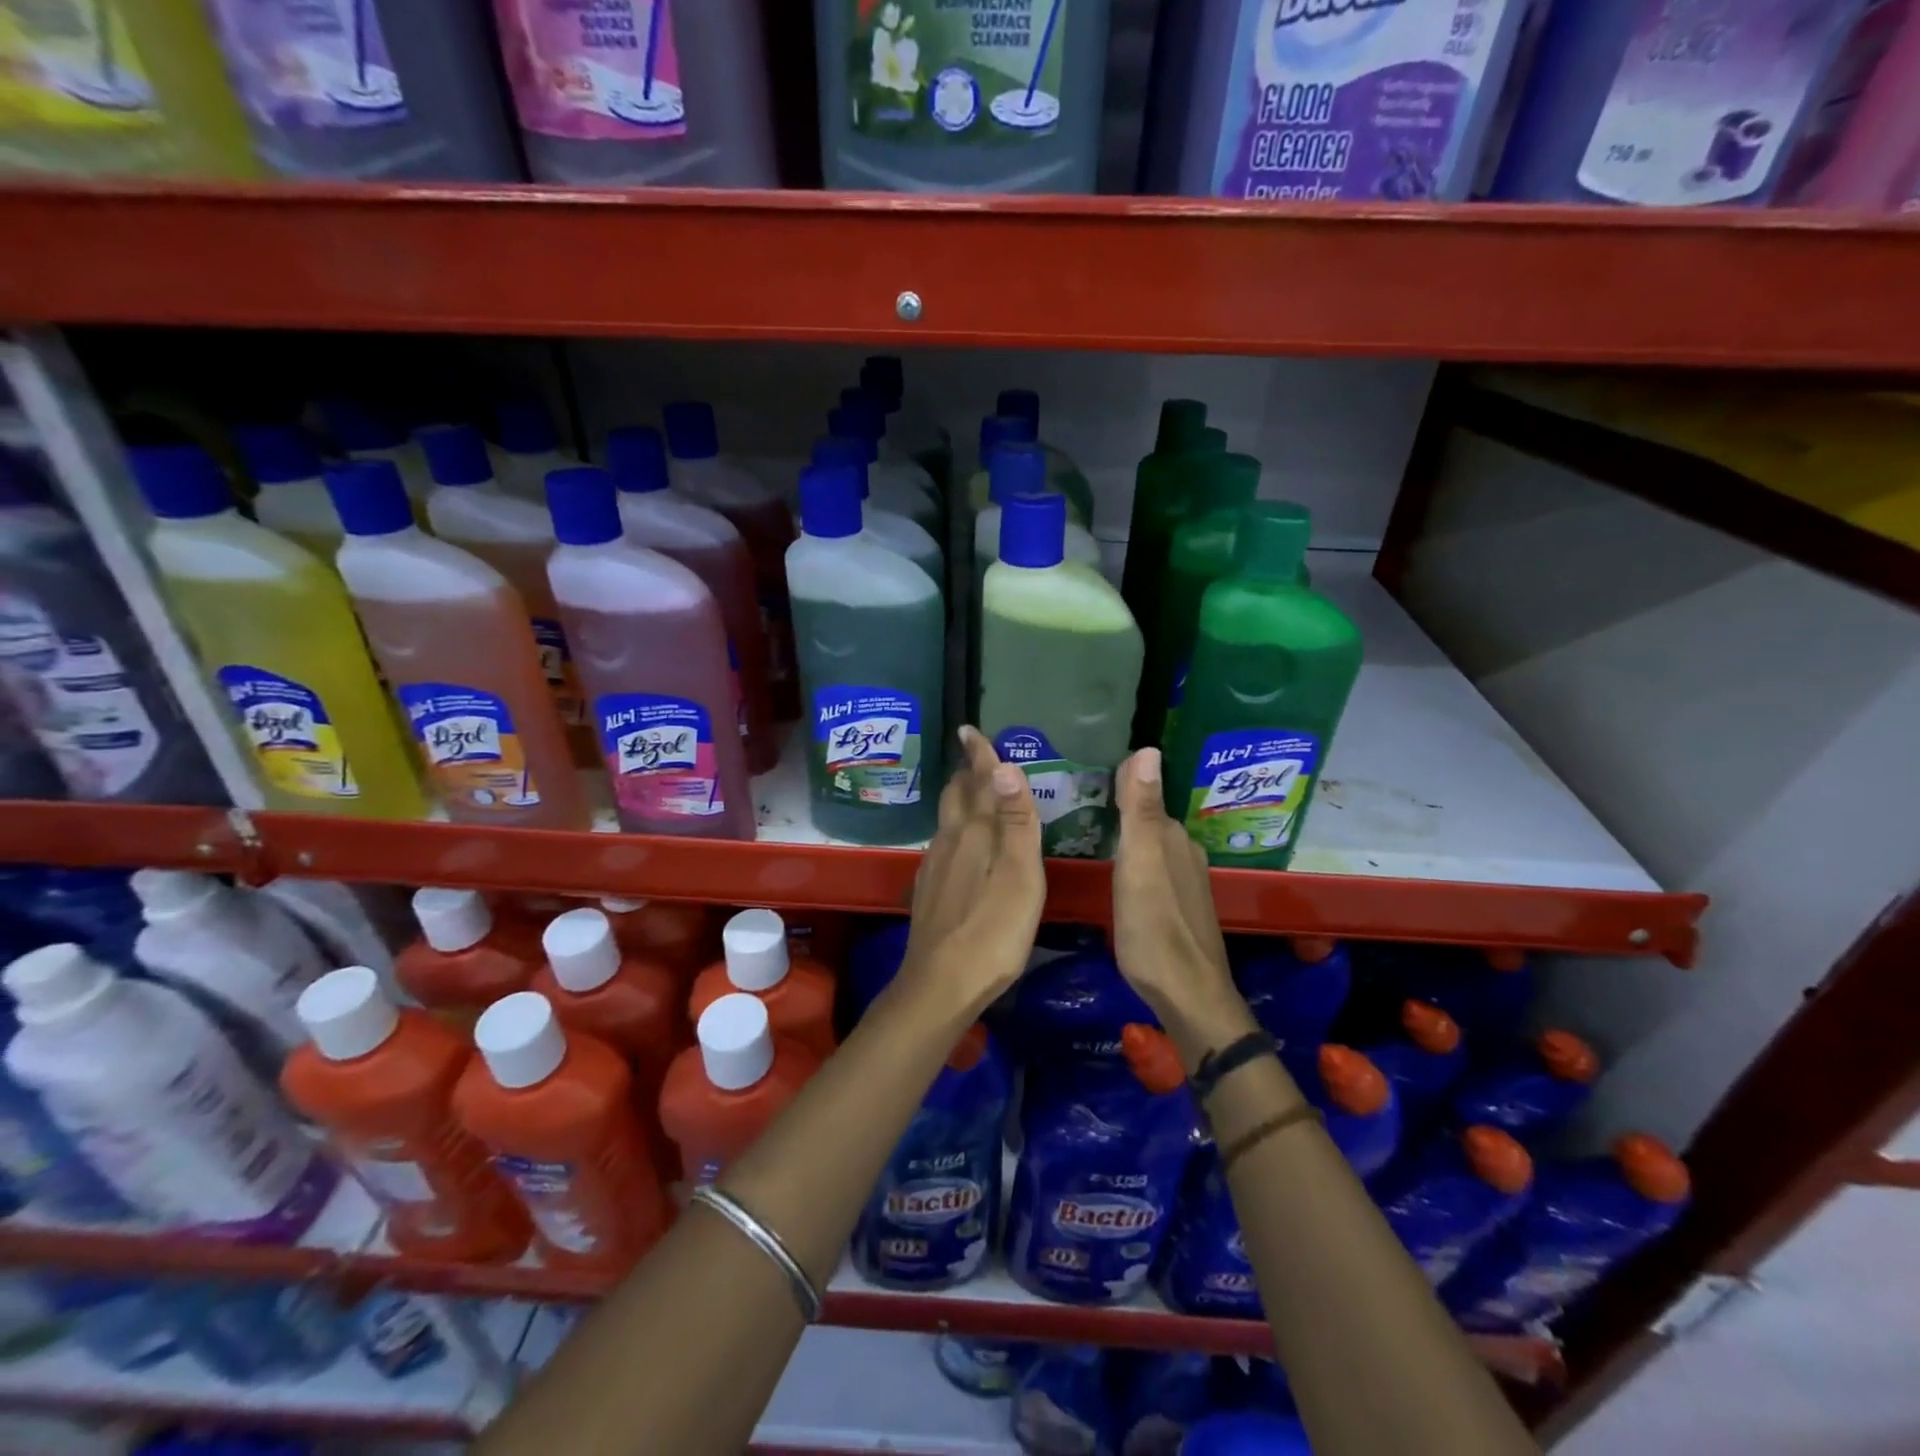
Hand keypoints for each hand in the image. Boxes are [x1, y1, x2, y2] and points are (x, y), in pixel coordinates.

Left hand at [898, 725, 1045, 1015]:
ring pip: (947, 820)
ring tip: (976, 794)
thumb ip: (1015, 821)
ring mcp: (935, 867)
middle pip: (956, 796)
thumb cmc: (992, 931)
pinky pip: (944, 844)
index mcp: (975, 833)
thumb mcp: (1019, 875)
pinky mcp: (929, 890)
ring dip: (961, 800)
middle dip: (967, 773)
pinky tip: (963, 846)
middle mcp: (950, 841)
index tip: (970, 729)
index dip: (979, 755)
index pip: (978, 781)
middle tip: (977, 757)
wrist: (940, 984)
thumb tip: (1004, 766)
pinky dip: (956, 830)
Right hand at [1112, 748, 1253, 1067]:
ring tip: (1086, 832)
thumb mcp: (1139, 865)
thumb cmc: (1154, 929)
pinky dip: (1132, 861)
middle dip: (1118, 807)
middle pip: (1147, 819)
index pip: (1142, 795)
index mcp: (1170, 838)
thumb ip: (1139, 810)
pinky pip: (1151, 868)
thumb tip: (1148, 748)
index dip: (1115, 783)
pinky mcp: (1178, 907)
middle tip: (1073, 801)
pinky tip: (1114, 872)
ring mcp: (1184, 882)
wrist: (1187, 995)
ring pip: (1150, 845)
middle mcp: (1182, 852)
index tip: (1080, 775)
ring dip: (1125, 836)